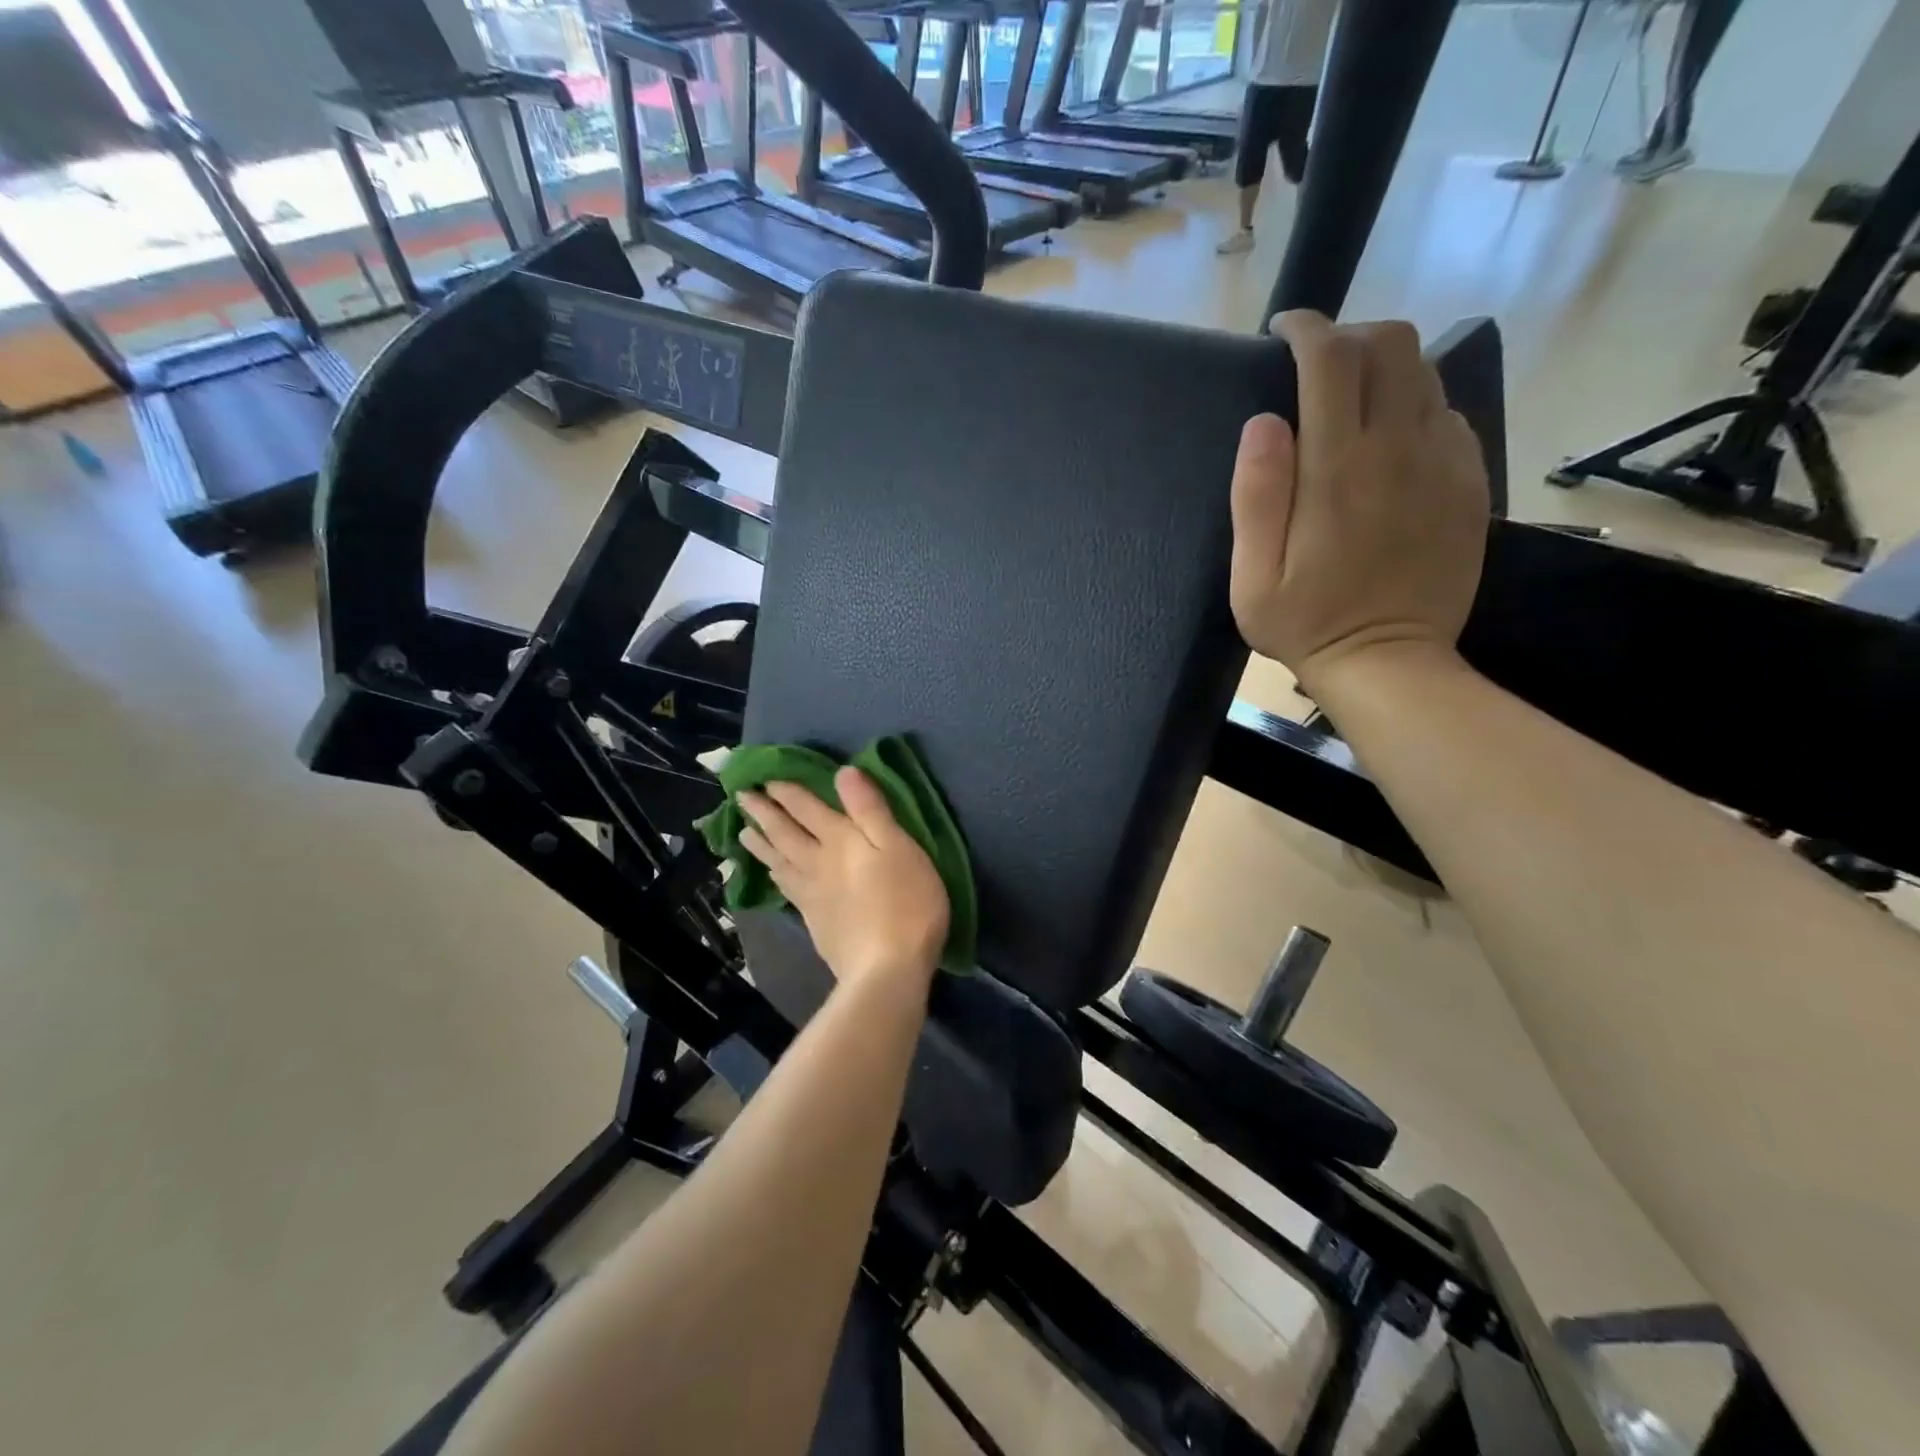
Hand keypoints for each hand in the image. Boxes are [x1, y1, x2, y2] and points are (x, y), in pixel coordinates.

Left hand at [738, 768, 948, 992]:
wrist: (886, 968)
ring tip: (744, 832)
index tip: (766, 778)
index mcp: (840, 840)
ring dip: (760, 843)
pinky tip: (773, 875)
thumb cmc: (906, 902)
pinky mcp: (814, 921)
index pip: (806, 808)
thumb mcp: (898, 846)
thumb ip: (870, 809)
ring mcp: (812, 894)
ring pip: (778, 861)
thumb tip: (844, 771)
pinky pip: (786, 888)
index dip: (786, 791)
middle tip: (742, 797)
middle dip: (763, 812)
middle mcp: (817, 862)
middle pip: (784, 833)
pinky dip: (775, 875)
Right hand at [1230, 312, 1489, 694]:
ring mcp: (1443, 463)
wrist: (1390, 663)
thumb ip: (1255, 497)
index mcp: (1339, 470)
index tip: (1284, 330)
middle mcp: (1399, 450)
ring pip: (1424, 373)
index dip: (1307, 329)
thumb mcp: (1253, 578)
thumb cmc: (1306, 625)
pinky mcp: (1468, 483)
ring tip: (1349, 398)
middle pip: (1390, 346)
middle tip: (1315, 366)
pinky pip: (1447, 414)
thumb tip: (1263, 423)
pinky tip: (1388, 441)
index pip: (1331, 360)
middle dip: (1349, 337)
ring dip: (1383, 368)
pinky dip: (1414, 405)